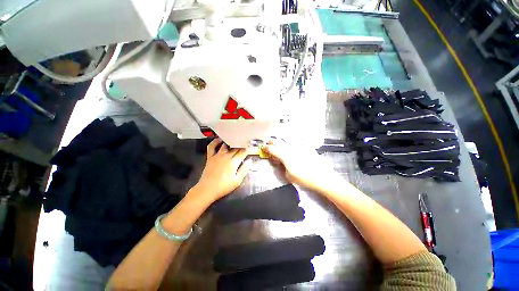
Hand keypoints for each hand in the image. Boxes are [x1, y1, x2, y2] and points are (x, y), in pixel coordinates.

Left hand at [191, 138, 251, 202]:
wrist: (207, 189)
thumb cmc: (223, 186)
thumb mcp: (237, 181)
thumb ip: (244, 170)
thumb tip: (250, 161)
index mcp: (233, 162)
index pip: (243, 152)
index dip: (248, 149)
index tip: (251, 147)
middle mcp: (226, 156)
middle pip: (235, 148)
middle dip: (241, 145)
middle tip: (245, 144)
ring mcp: (217, 155)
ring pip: (225, 145)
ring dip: (231, 142)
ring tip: (235, 140)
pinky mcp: (210, 157)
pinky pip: (211, 147)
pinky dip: (215, 142)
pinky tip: (219, 140)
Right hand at [263, 141, 345, 193]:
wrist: (322, 177)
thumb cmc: (303, 178)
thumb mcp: (288, 175)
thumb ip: (282, 166)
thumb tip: (279, 161)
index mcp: (285, 155)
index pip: (273, 149)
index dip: (266, 148)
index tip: (263, 147)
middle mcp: (291, 148)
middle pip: (279, 142)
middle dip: (272, 142)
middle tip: (269, 142)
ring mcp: (299, 146)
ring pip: (287, 139)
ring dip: (280, 140)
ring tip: (278, 141)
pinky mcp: (306, 146)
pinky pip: (296, 141)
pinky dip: (291, 140)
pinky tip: (290, 141)